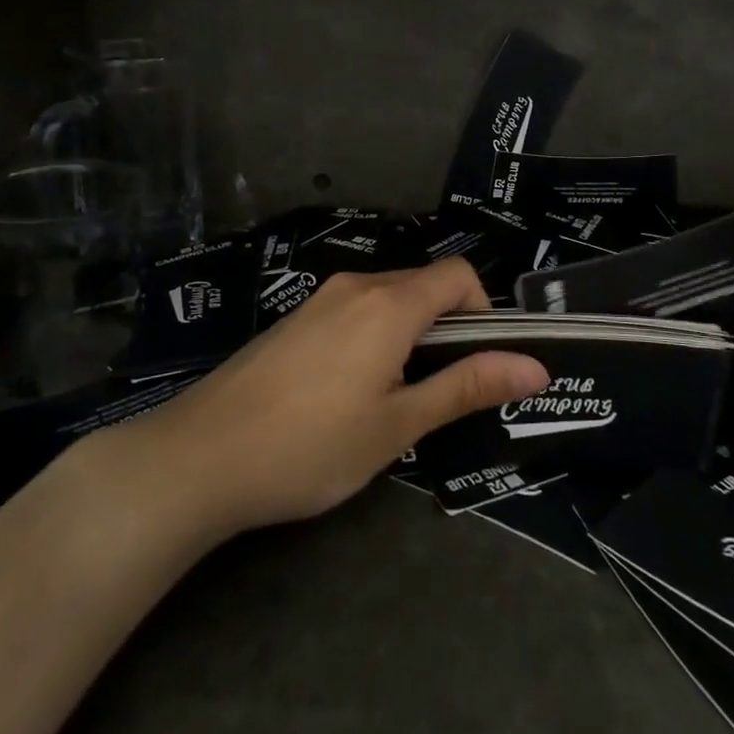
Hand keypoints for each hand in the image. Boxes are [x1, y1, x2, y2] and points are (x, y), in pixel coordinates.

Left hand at [130, 258, 547, 535]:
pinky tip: (348, 394)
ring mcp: (319, 300)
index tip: (479, 363)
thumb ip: (466, 386)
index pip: (459, 275)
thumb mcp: (399, 424)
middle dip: (448, 328)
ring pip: (388, 299)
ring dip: (410, 335)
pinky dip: (374, 338)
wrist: (198, 458)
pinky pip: (354, 312)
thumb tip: (535, 366)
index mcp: (389, 304)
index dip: (485, 311)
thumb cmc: (311, 446)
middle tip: (441, 393)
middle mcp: (356, 286)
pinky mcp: (294, 320)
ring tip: (395, 398)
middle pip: (424, 285)